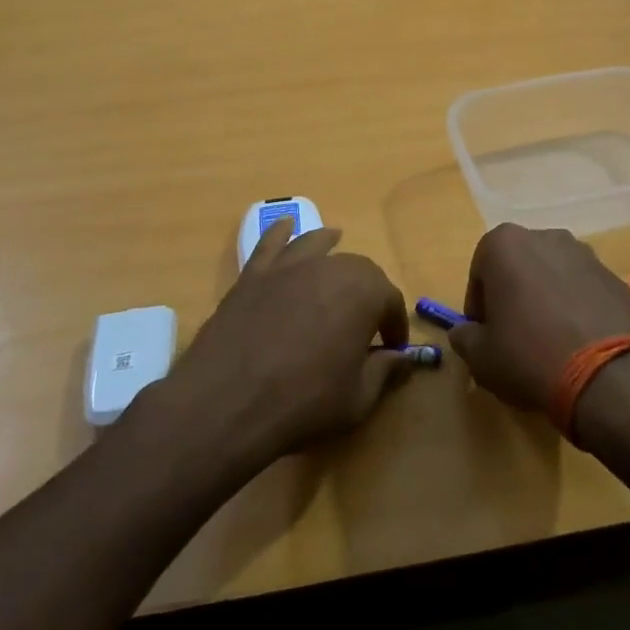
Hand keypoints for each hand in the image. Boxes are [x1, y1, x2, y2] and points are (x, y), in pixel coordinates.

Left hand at [151, 219, 410, 466]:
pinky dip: (280, 233)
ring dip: (330, 247)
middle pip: (358, 269)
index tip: (393, 349)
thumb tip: (403, 359)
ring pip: (316, 246)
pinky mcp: (252, 276)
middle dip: (368, 292)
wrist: (226, 403)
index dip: (395, 325)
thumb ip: (385, 371)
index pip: (390, 301)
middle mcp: (329, 268)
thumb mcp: (357, 398)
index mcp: (363, 293)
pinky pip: (270, 244)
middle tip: (366, 322)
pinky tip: (285, 226)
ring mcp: (287, 267)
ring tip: (336, 241)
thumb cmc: (303, 402)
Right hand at [447, 224, 629, 414]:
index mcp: (505, 244)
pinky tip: (578, 342)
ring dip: (547, 298)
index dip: (478, 305)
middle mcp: (546, 237)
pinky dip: (577, 308)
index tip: (484, 333)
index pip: (479, 272)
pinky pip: (584, 290)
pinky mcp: (615, 278)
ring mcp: (586, 255)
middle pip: (519, 267)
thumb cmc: (528, 355)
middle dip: (513, 294)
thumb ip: (464, 337)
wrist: (605, 375)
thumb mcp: (480, 356)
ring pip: (553, 275)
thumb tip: (465, 332)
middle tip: (513, 335)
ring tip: (549, 339)